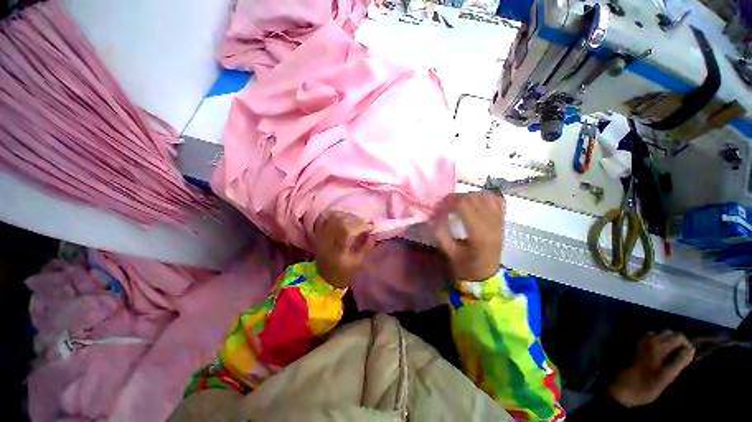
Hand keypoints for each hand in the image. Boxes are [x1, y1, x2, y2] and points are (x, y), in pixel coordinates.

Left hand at [312, 211, 375, 288]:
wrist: (323, 277)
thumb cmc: (342, 272)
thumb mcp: (357, 263)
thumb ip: (365, 248)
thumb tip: (372, 236)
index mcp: (336, 250)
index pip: (348, 230)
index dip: (361, 226)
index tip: (372, 227)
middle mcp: (326, 239)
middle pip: (341, 221)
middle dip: (357, 220)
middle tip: (365, 225)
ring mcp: (320, 234)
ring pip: (333, 216)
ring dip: (347, 215)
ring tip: (356, 221)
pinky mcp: (317, 232)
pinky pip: (323, 216)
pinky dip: (334, 213)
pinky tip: (343, 216)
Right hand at [434, 192, 504, 280]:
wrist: (486, 274)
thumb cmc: (466, 266)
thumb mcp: (449, 252)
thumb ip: (441, 232)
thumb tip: (436, 214)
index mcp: (479, 234)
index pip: (464, 205)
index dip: (449, 201)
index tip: (439, 206)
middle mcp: (492, 224)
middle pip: (473, 198)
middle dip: (456, 198)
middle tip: (445, 205)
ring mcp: (499, 221)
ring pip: (485, 196)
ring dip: (469, 196)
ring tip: (459, 203)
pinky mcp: (502, 220)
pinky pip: (496, 200)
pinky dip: (483, 197)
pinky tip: (474, 202)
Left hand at [607, 330, 694, 407]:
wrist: (621, 388)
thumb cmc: (646, 384)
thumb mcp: (667, 376)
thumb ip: (680, 360)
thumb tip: (691, 349)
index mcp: (657, 344)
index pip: (679, 336)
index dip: (687, 345)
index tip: (690, 358)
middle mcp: (648, 339)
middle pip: (670, 333)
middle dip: (678, 343)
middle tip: (682, 358)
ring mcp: (641, 342)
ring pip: (660, 336)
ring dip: (669, 344)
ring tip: (673, 359)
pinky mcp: (636, 348)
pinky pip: (652, 340)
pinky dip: (660, 345)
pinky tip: (662, 358)